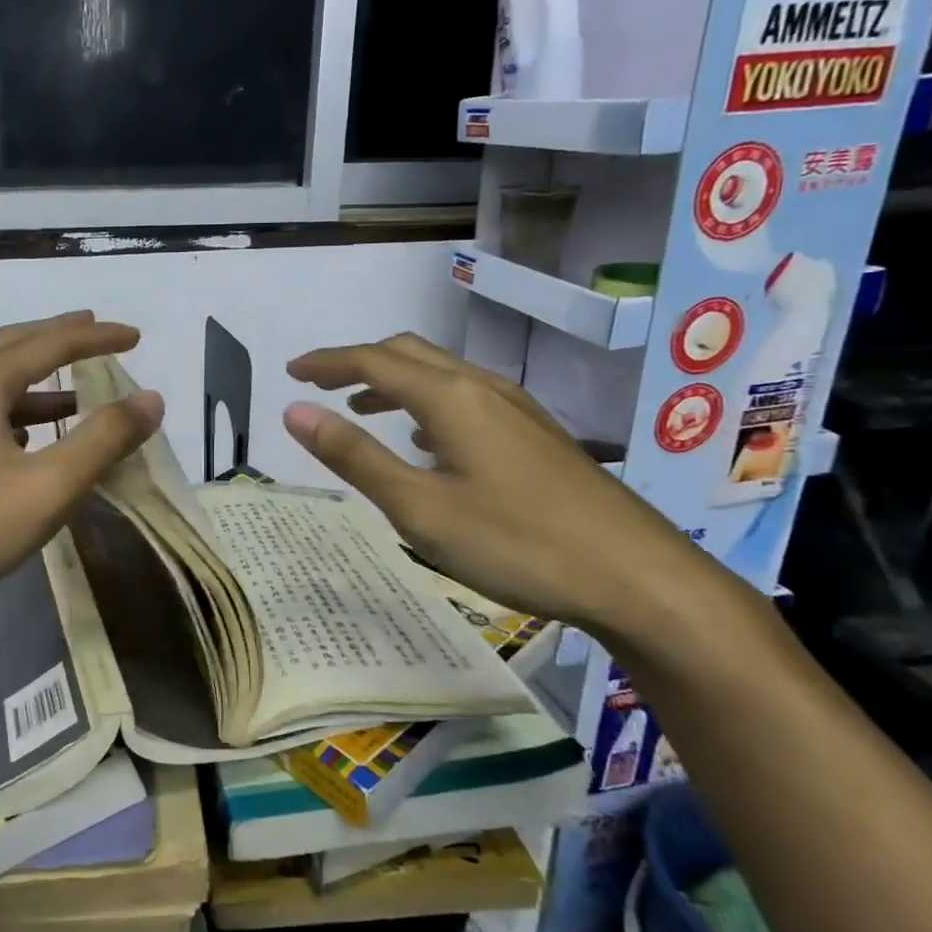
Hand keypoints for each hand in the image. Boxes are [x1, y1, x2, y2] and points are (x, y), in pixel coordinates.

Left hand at [0, 312, 163, 632]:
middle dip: (58, 338)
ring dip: (36, 383)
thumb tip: (151, 398)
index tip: (135, 336)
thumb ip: (103, 439)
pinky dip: (13, 416)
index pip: (50, 343)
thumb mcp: (47, 486)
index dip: (97, 338)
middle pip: (12, 348)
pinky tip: (26, 445)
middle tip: (95, 332)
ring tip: (75, 395)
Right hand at [283, 333, 750, 647]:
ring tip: (360, 410)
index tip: (291, 372)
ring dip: (392, 383)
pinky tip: (425, 442)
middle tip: (319, 385)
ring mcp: (516, 409)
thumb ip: (355, 457)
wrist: (640, 577)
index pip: (372, 361)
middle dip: (357, 364)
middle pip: (408, 355)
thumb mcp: (420, 508)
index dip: (327, 362)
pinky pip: (466, 399)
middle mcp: (482, 388)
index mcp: (449, 398)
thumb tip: (294, 413)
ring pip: (440, 375)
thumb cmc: (518, 543)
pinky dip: (426, 405)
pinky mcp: (535, 435)